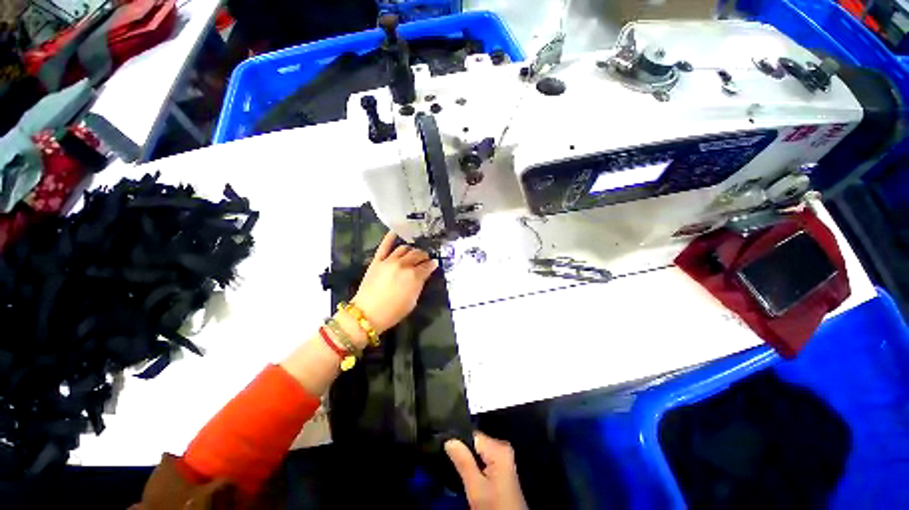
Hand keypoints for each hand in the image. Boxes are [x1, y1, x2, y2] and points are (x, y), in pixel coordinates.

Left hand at [351, 232, 437, 334]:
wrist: (368, 313)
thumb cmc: (393, 312)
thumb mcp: (412, 302)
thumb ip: (419, 286)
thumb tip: (423, 276)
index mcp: (414, 276)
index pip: (427, 266)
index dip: (432, 265)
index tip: (434, 264)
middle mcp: (403, 265)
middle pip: (416, 254)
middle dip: (423, 255)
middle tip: (424, 258)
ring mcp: (389, 261)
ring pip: (403, 249)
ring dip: (410, 249)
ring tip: (412, 252)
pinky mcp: (377, 261)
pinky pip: (384, 246)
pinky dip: (390, 237)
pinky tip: (395, 232)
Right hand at [445, 433, 527, 509]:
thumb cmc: (493, 501)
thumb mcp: (474, 484)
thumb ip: (463, 461)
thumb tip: (449, 439)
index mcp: (499, 449)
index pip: (473, 434)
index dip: (456, 439)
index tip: (441, 447)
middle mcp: (503, 449)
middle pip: (475, 441)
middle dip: (460, 449)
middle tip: (446, 460)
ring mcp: (502, 458)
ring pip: (476, 450)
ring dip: (465, 457)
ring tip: (452, 464)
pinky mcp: (499, 466)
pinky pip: (481, 457)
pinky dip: (471, 462)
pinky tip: (463, 469)